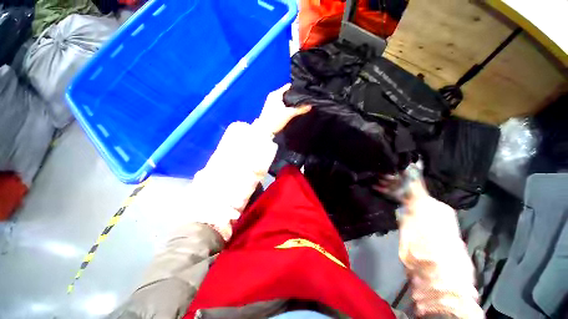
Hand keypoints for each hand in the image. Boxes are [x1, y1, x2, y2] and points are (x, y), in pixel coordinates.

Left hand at [256, 84, 310, 134]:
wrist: (264, 132)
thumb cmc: (274, 120)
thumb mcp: (289, 114)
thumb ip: (300, 109)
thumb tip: (310, 106)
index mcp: (275, 94)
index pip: (289, 87)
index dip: (297, 89)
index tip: (305, 92)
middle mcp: (273, 97)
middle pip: (287, 93)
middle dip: (295, 97)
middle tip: (305, 100)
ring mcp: (272, 103)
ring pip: (285, 100)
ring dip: (291, 102)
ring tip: (301, 105)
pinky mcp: (272, 110)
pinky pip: (282, 105)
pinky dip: (287, 107)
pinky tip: (293, 110)